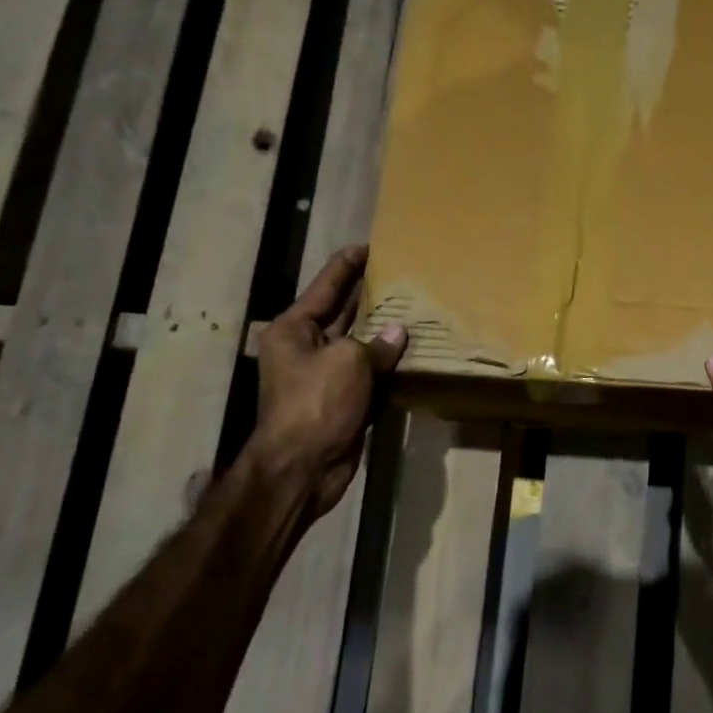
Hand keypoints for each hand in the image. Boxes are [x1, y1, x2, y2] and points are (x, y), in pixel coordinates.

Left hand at [250, 244, 406, 517]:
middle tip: (404, 274)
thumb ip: (376, 343)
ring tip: (417, 307)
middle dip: (371, 295)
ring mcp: (326, 375)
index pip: (326, 284)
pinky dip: (389, 364)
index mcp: (295, 328)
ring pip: (360, 344)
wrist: (302, 467)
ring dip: (385, 331)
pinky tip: (415, 351)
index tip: (374, 244)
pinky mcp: (343, 399)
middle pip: (343, 312)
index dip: (349, 263)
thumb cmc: (316, 404)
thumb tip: (398, 333)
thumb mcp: (347, 362)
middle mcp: (307, 346)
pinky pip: (370, 373)